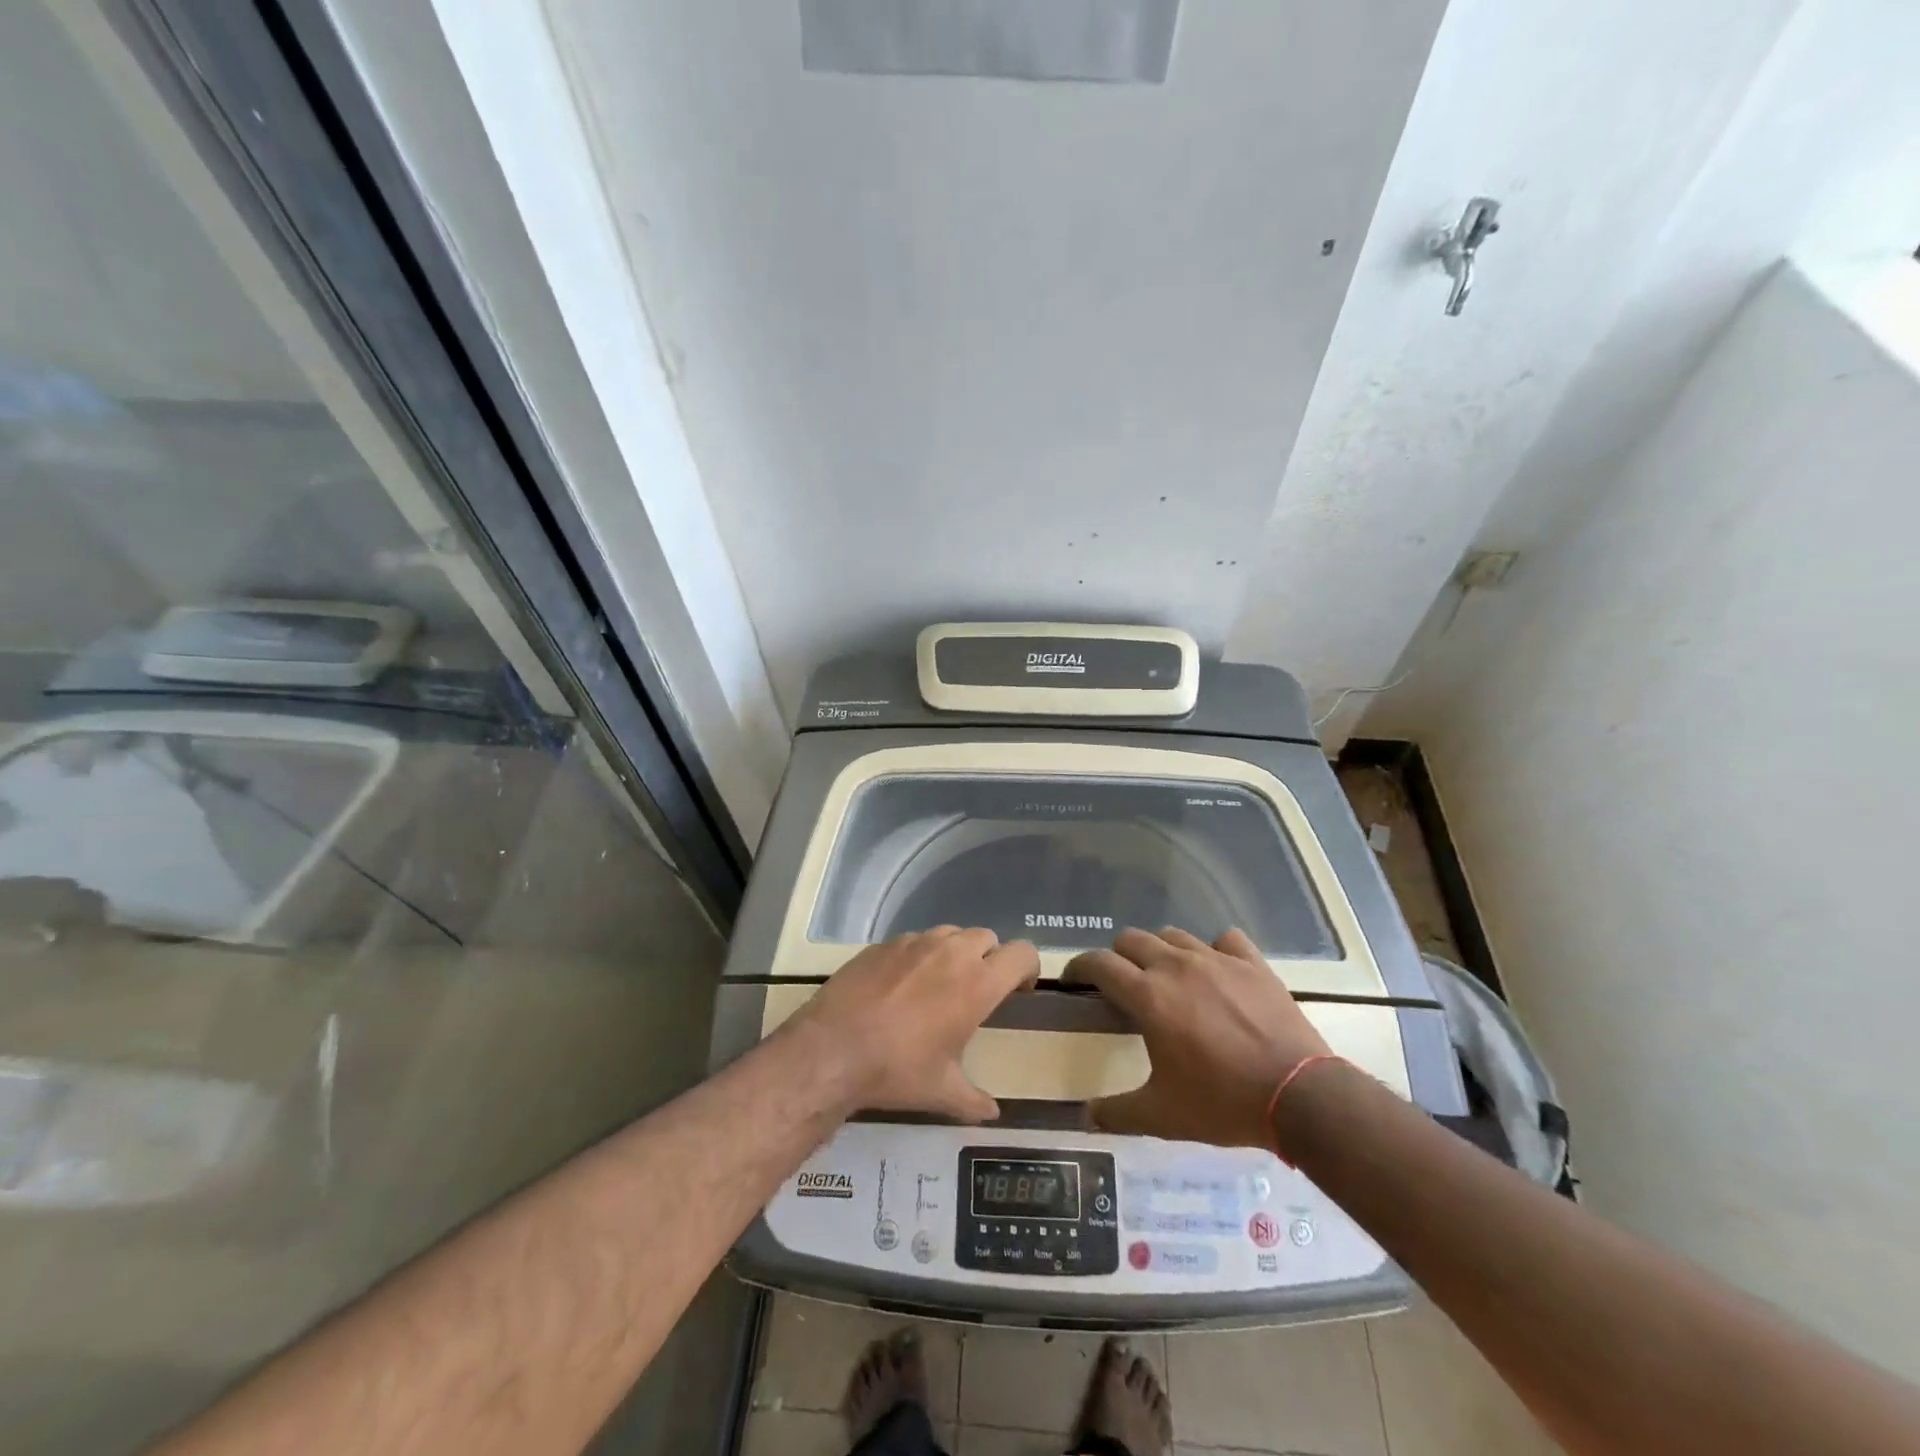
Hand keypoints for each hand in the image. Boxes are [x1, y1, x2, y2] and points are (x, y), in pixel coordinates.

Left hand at [789, 927, 1038, 1121]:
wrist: (832, 1048)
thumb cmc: (897, 1069)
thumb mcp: (942, 1092)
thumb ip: (974, 1100)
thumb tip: (992, 1113)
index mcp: (977, 983)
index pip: (1022, 954)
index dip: (1027, 967)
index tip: (1018, 990)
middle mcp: (951, 952)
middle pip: (987, 938)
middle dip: (989, 959)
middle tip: (977, 990)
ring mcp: (915, 942)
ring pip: (950, 934)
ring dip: (955, 953)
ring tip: (939, 984)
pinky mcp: (884, 943)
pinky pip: (914, 940)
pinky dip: (919, 955)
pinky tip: (901, 985)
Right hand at [1062, 928, 1331, 1149]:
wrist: (1300, 1096)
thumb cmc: (1223, 1103)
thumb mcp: (1163, 1116)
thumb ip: (1117, 1113)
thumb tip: (1085, 1115)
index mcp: (1148, 995)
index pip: (1099, 963)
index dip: (1079, 967)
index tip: (1074, 980)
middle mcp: (1176, 966)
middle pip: (1131, 939)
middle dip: (1118, 957)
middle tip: (1122, 985)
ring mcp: (1216, 959)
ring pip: (1173, 935)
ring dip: (1160, 951)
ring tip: (1166, 977)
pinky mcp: (1251, 963)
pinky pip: (1224, 940)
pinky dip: (1213, 950)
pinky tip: (1216, 971)